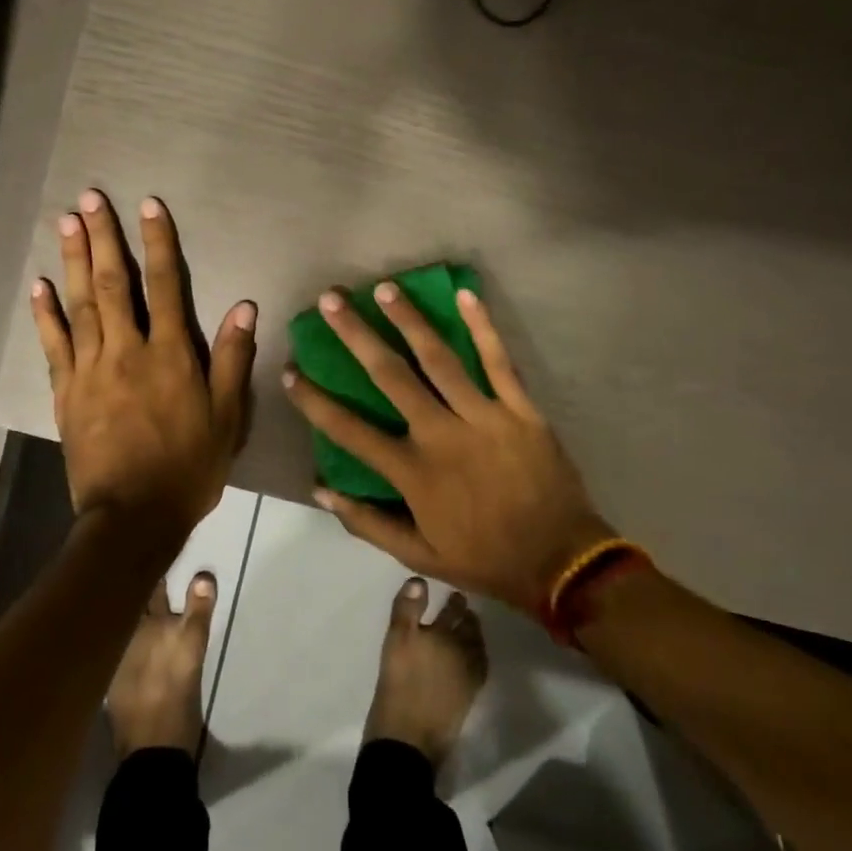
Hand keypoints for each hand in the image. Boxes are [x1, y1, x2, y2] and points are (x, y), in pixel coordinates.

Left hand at [32, 190, 256, 547]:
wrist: (134, 516)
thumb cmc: (190, 466)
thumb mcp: (227, 416)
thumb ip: (232, 358)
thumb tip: (244, 305)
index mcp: (170, 354)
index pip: (164, 285)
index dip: (157, 243)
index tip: (148, 206)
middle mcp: (127, 351)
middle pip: (112, 284)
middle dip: (102, 237)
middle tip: (89, 198)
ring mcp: (90, 370)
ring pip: (79, 305)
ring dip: (71, 260)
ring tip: (65, 222)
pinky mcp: (66, 392)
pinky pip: (53, 345)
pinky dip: (45, 314)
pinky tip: (38, 286)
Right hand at [282, 283, 606, 613]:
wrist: (561, 562)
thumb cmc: (485, 558)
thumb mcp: (418, 555)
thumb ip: (367, 522)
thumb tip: (320, 489)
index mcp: (413, 472)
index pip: (350, 430)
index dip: (315, 401)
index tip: (290, 371)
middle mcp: (441, 435)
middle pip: (390, 376)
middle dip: (357, 335)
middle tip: (332, 300)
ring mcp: (483, 416)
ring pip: (440, 358)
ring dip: (409, 320)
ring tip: (384, 288)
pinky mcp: (520, 409)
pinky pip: (499, 361)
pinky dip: (483, 327)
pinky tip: (464, 294)